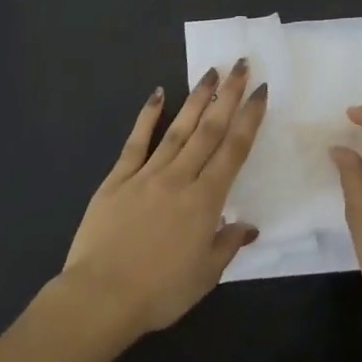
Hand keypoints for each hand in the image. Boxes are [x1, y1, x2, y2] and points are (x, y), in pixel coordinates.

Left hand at [60, 63, 267, 339]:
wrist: (101, 297)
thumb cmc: (160, 292)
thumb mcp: (205, 275)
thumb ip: (227, 244)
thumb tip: (248, 225)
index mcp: (205, 201)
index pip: (234, 150)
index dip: (249, 118)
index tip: (261, 91)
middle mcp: (180, 178)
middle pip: (209, 130)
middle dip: (228, 95)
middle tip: (241, 65)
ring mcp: (146, 174)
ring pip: (178, 128)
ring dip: (196, 98)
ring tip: (210, 71)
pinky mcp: (117, 179)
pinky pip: (136, 142)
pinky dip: (147, 116)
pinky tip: (157, 94)